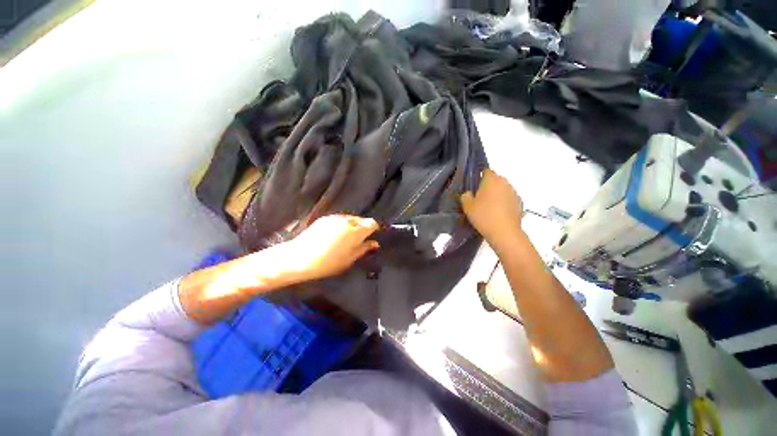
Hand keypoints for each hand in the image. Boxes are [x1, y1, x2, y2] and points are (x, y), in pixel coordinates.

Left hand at [281, 215, 379, 282]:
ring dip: (352, 226)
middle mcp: (347, 220)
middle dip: (363, 227)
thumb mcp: (349, 259)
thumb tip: (375, 243)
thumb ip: (364, 249)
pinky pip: (339, 219)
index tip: (372, 236)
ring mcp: (335, 218)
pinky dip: (341, 225)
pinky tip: (334, 235)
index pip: (372, 223)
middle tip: (359, 240)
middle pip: (361, 220)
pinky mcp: (325, 218)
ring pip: (350, 219)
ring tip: (346, 238)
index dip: (374, 229)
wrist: (299, 258)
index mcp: (356, 231)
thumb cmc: (328, 262)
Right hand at [460, 169, 523, 251]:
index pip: (486, 170)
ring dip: (497, 194)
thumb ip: (465, 196)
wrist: (504, 233)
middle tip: (479, 197)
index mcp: (492, 179)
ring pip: (503, 189)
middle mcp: (505, 182)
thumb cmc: (484, 216)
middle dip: (488, 186)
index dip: (479, 176)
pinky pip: (509, 199)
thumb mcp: (467, 206)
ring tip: (489, 207)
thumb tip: (468, 193)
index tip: (474, 186)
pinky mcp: (520, 203)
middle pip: (495, 180)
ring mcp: (514, 193)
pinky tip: (498, 213)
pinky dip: (504, 203)